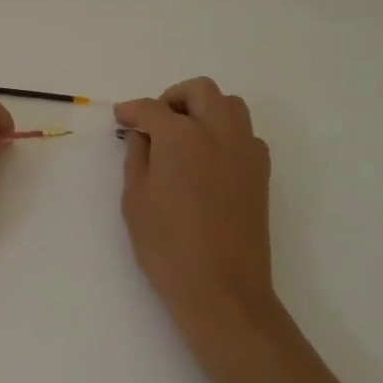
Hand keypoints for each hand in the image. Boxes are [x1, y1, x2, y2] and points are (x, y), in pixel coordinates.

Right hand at [117, 77, 278, 342]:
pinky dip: (227, 132)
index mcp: (181, 136)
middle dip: (174, 97)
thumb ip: (137, 157)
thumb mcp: (135, 200)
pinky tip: (210, 157)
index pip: (152, 108)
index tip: (122, 118)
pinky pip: (246, 134)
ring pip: (230, 105)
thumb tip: (143, 136)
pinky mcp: (261, 172)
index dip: (132, 110)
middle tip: (156, 121)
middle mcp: (217, 132)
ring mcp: (244, 150)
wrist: (223, 292)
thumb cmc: (168, 247)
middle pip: (200, 91)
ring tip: (186, 133)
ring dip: (206, 108)